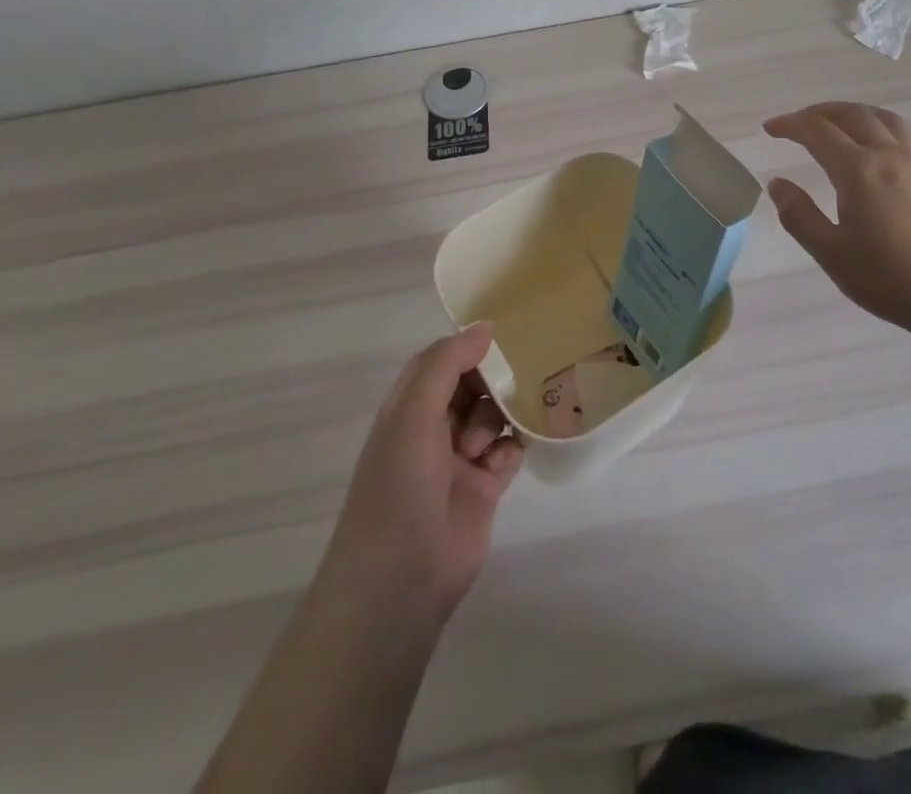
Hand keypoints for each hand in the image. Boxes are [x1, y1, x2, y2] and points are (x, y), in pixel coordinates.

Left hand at [320, 323, 524, 627]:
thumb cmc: (398, 488)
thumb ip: (446, 364)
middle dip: (492, 381)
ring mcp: (459, 459)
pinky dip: (510, 449)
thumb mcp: (413, 415)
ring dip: (499, 417)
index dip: (466, 348)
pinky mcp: (485, 488)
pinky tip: (501, 464)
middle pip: (471, 385)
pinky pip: (508, 450)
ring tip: (487, 442)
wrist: (400, 583)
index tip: (501, 338)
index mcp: (407, 408)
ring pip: (494, 415)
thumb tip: (485, 327)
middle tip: (512, 381)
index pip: (439, 362)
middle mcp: (432, 429)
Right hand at [764, 101, 910, 335]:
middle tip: (797, 123)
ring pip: (883, 118)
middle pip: (851, 114)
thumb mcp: (832, 253)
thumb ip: (799, 215)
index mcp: (857, 170)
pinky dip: (885, 127)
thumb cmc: (891, 278)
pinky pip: (909, 135)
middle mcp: (888, 155)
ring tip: (837, 123)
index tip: (769, 128)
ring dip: (854, 112)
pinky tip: (883, 142)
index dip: (790, 125)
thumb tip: (778, 183)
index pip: (817, 131)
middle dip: (819, 112)